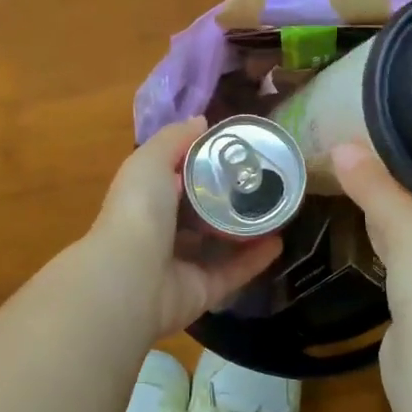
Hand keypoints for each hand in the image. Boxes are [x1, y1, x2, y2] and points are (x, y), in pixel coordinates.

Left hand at [90, 118, 284, 336]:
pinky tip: (279, 242)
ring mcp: (183, 264)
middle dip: (229, 198)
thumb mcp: (151, 160)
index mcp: (147, 200)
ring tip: (279, 209)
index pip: (177, 178)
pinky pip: (234, 272)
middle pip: (201, 212)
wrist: (131, 277)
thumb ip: (175, 139)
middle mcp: (163, 232)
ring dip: (247, 229)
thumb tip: (202, 120)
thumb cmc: (139, 210)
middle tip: (266, 180)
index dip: (203, 163)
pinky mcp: (203, 291)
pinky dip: (256, 259)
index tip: (237, 150)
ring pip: (220, 245)